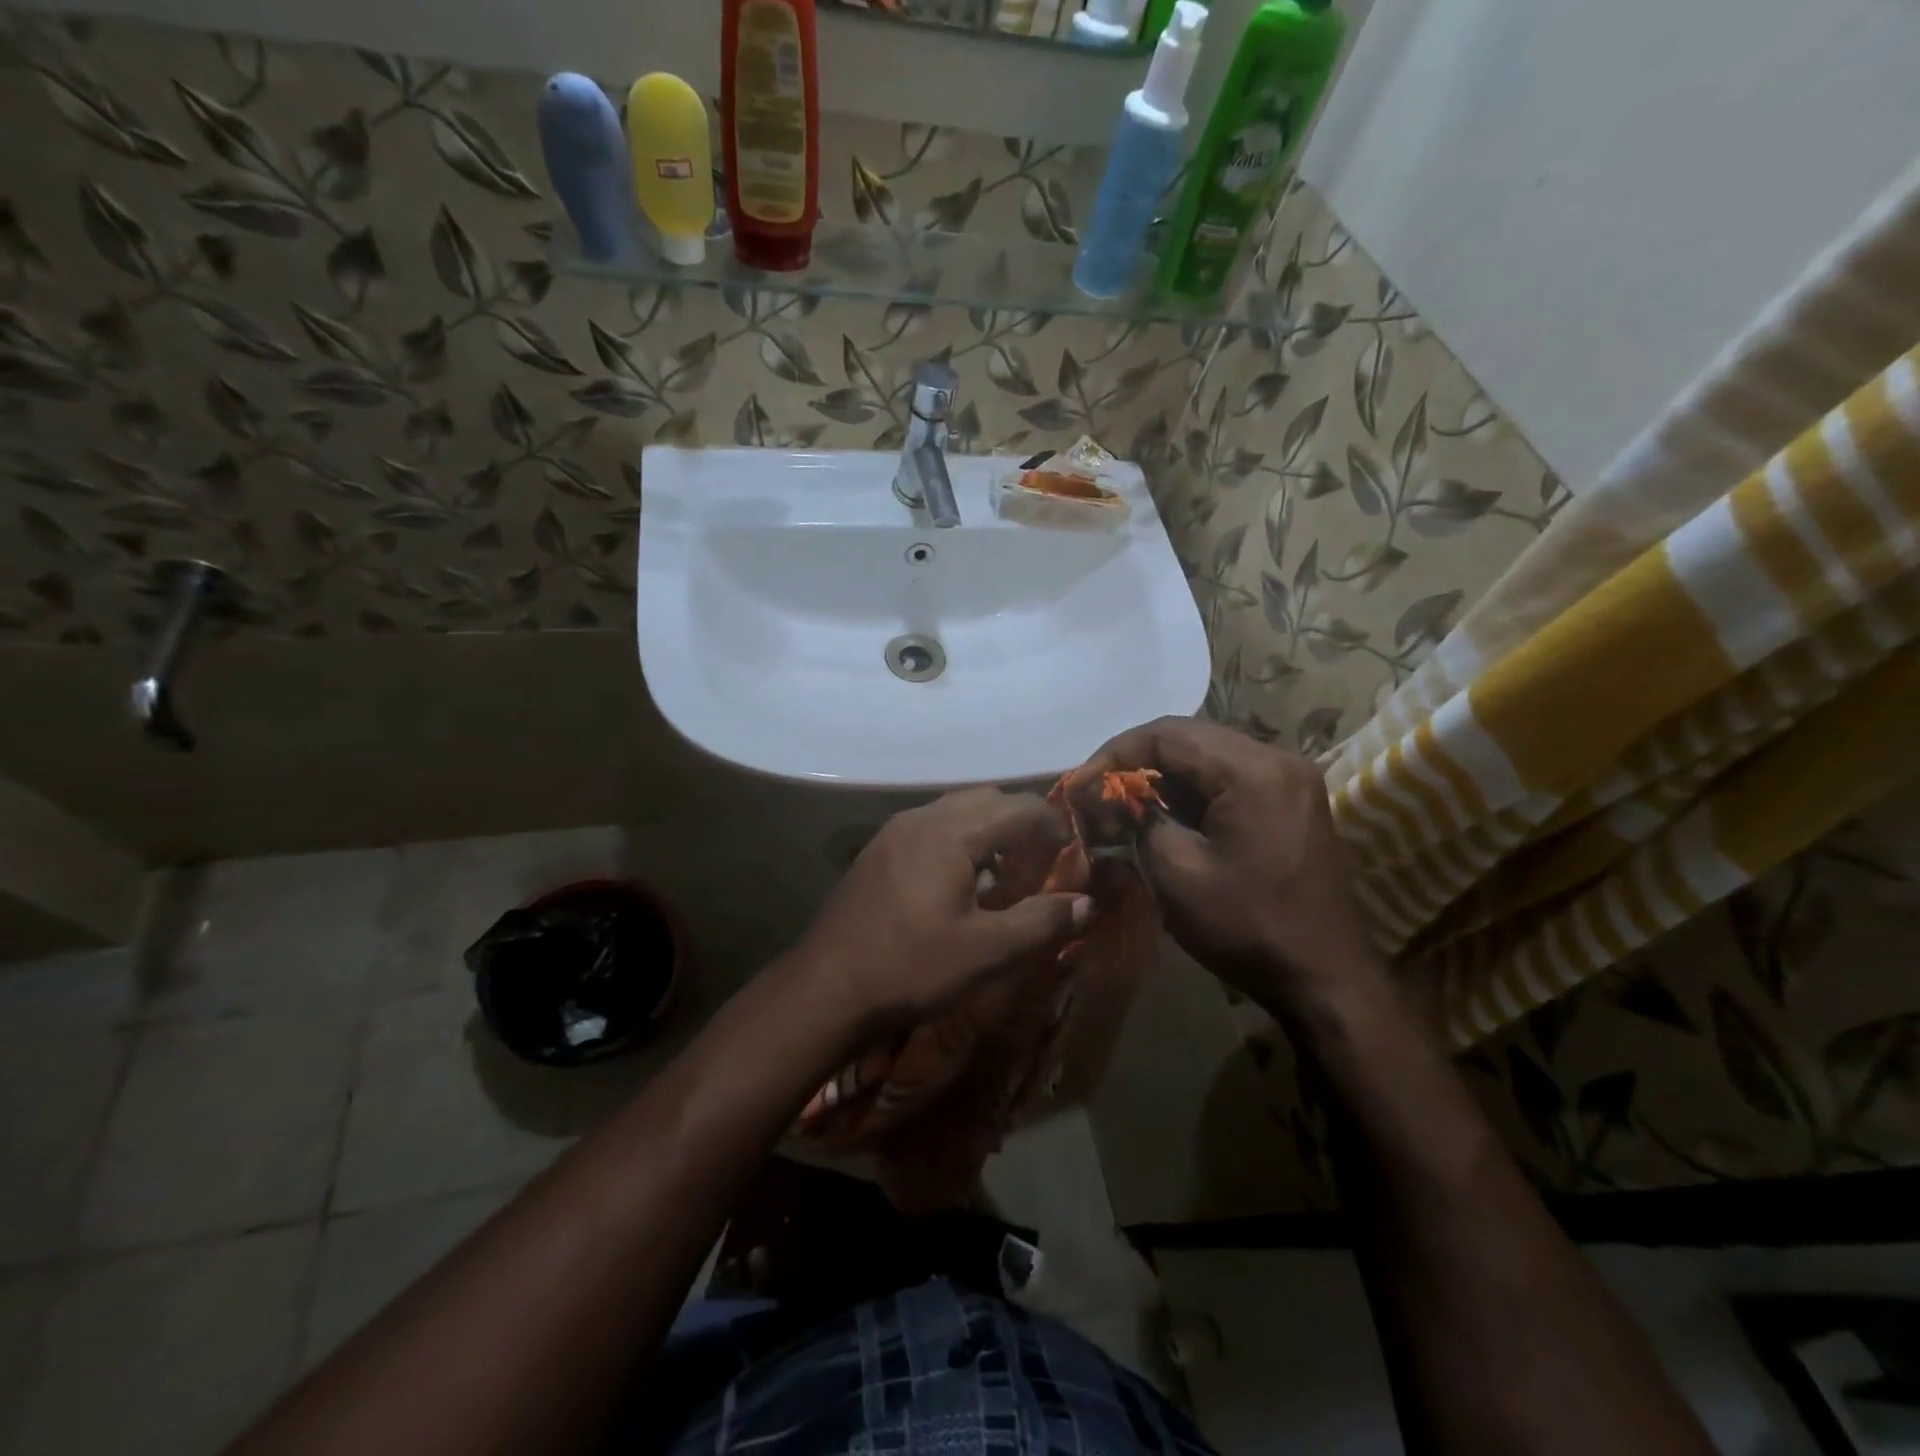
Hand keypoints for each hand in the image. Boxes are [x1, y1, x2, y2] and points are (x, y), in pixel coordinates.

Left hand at [790, 788, 1092, 1037]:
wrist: (825, 988)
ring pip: (958, 811)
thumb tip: (1088, 903)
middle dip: (1022, 825)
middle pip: (988, 800)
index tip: (1071, 859)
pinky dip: (961, 841)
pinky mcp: (879, 850)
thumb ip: (1042, 922)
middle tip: (1040, 867)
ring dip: (990, 832)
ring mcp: (894, 831)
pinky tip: (961, 884)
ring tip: (1005, 875)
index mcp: (951, 832)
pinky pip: (932, 827)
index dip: (1054, 827)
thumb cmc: (910, 968)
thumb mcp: (986, 952)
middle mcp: (921, 818)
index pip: (1020, 806)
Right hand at [1081, 717, 1383, 1010]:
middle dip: (1135, 763)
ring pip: (1207, 756)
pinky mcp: (1291, 802)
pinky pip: (1229, 778)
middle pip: (1189, 738)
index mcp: (1253, 770)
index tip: (1081, 785)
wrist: (1325, 981)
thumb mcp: (1176, 873)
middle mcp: (1278, 759)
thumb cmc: (1248, 928)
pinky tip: (1164, 817)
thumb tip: (1111, 796)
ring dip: (1161, 777)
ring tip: (1123, 807)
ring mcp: (1290, 779)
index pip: (1167, 734)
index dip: (1115, 753)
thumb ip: (1138, 819)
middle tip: (1097, 795)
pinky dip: (1190, 792)